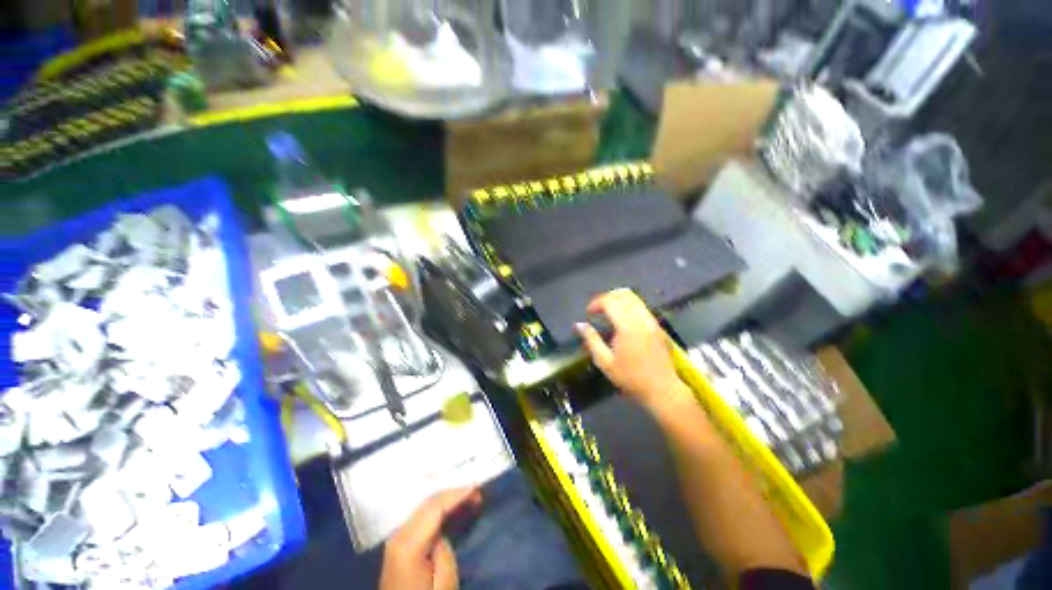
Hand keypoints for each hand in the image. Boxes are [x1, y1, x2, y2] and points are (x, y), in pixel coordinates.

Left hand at [380, 487, 481, 589]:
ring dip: (447, 499)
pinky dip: (439, 507)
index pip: (434, 507)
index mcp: (407, 543)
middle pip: (428, 503)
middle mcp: (399, 533)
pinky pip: (422, 515)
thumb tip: (443, 533)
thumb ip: (445, 554)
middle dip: (454, 493)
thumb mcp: (443, 585)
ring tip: (469, 496)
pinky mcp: (400, 541)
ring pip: (425, 506)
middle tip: (476, 491)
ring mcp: (397, 536)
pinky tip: (452, 508)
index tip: (476, 486)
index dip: (456, 494)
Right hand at [576, 289, 681, 410]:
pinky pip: (640, 305)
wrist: (662, 389)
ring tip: (607, 312)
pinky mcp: (656, 325)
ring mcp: (651, 320)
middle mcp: (641, 318)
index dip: (596, 303)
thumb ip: (591, 340)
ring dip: (617, 299)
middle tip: (596, 310)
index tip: (588, 313)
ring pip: (633, 297)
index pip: (610, 301)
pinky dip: (627, 305)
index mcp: (627, 326)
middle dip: (606, 298)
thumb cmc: (631, 378)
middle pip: (622, 294)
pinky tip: (621, 318)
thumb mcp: (605, 362)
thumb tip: (579, 325)